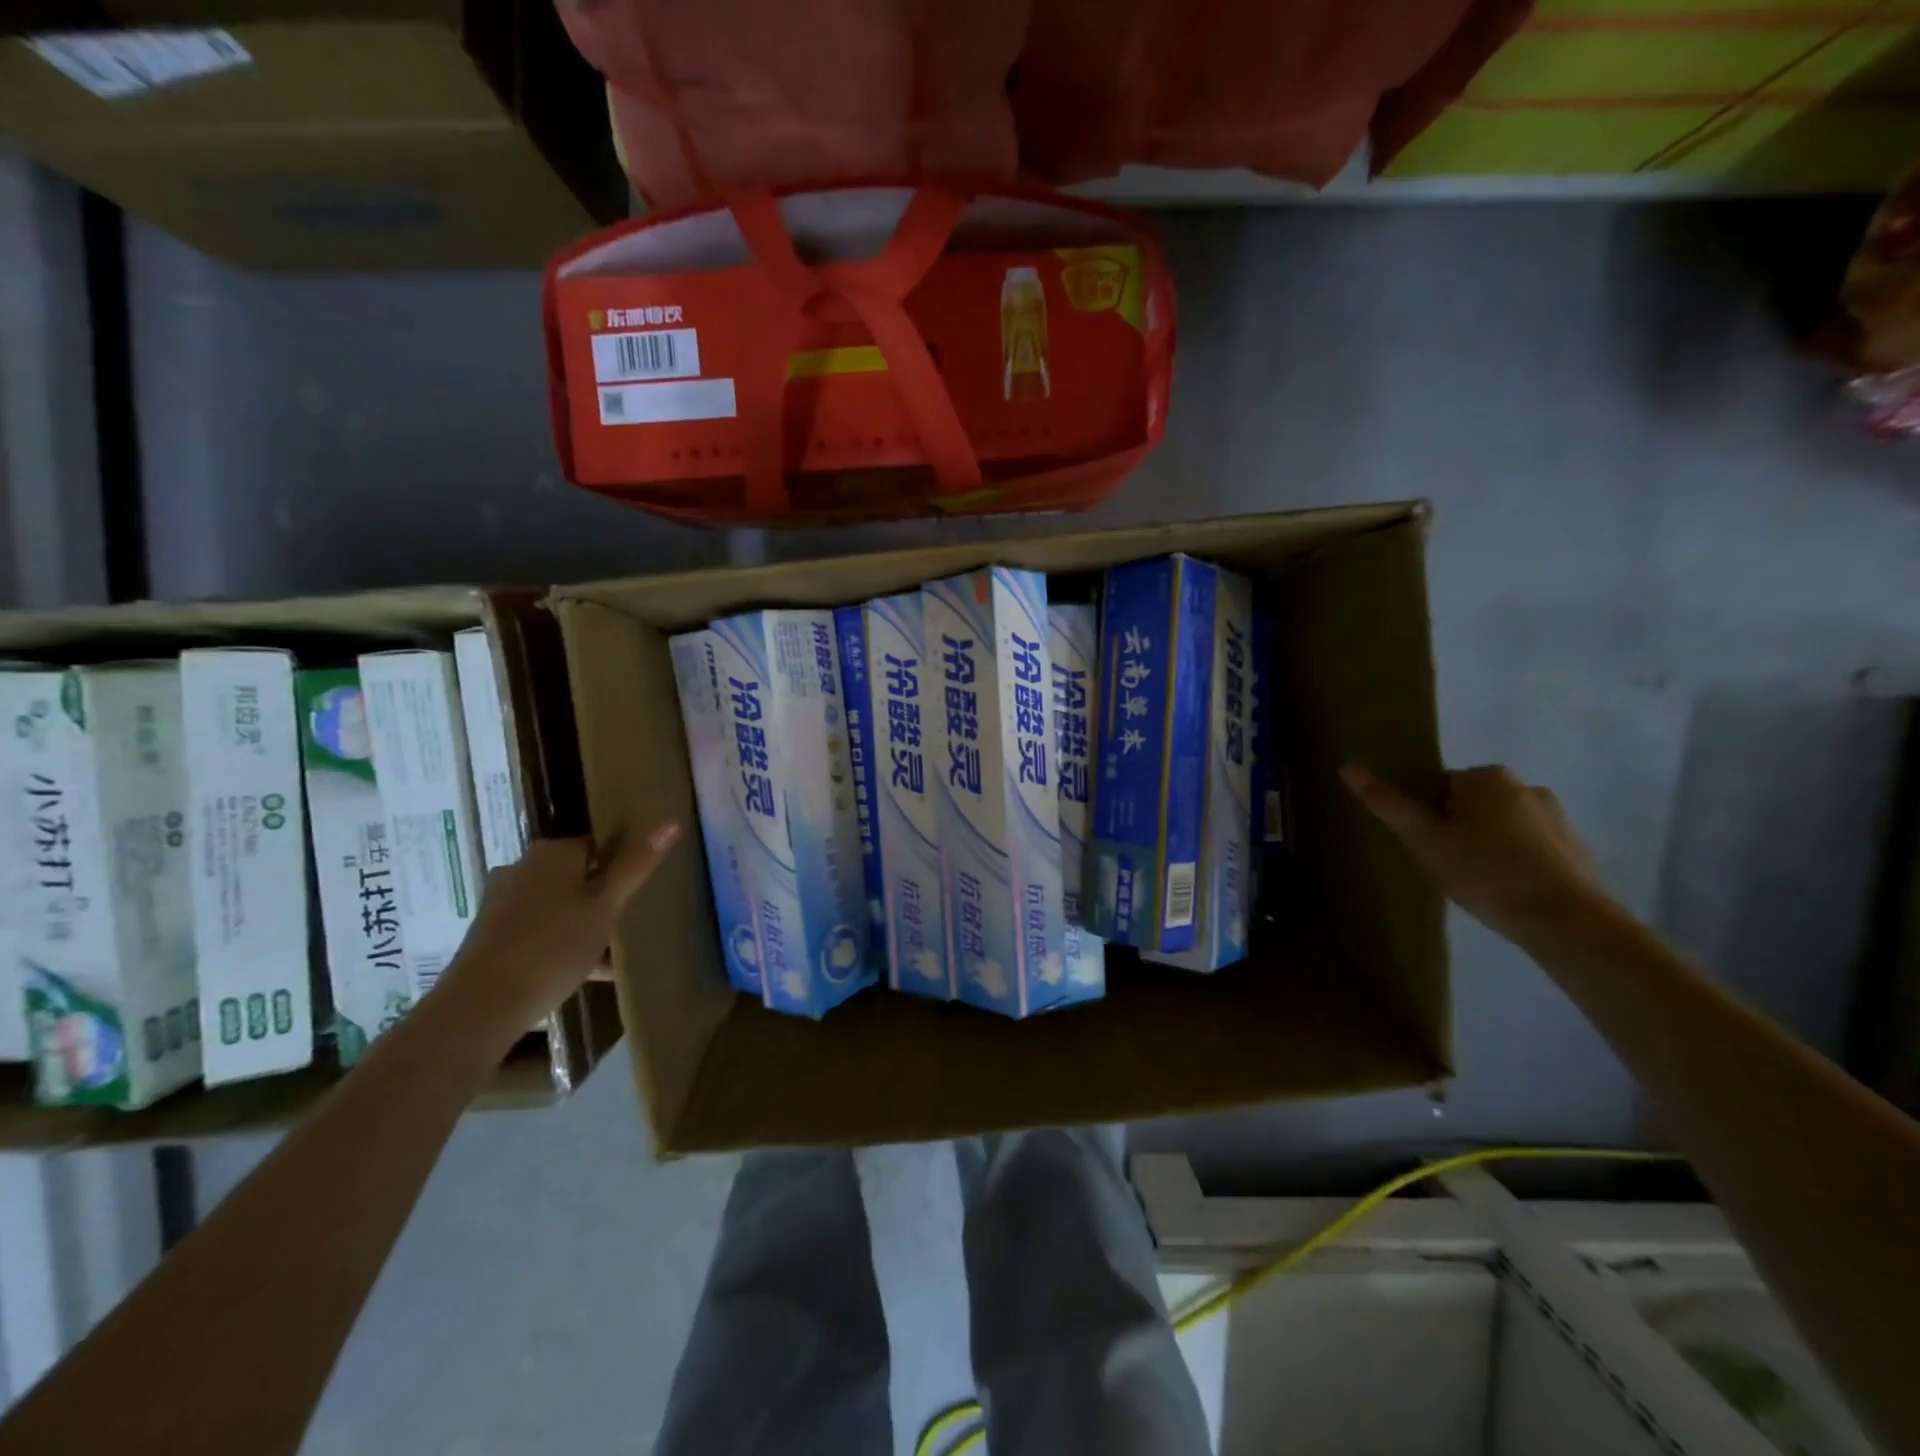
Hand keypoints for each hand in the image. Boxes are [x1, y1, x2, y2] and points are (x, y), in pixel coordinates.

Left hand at [442, 822, 681, 1022]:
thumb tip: (671, 822)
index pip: (598, 843)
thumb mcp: (606, 907)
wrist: (481, 1006)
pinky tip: (584, 970)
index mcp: (553, 852)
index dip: (623, 864)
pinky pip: (538, 927)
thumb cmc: (553, 947)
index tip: (642, 888)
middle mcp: (523, 867)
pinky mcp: (491, 932)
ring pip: (558, 902)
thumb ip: (636, 865)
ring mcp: (503, 900)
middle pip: (577, 873)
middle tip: (630, 919)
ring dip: (583, 920)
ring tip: (611, 950)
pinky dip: (561, 940)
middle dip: (603, 894)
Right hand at [1340, 763, 1613, 943]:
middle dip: (1457, 829)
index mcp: (1486, 776)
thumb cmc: (1483, 871)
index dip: (1427, 816)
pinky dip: (1515, 863)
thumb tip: (1347, 767)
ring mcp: (1556, 817)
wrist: (1565, 919)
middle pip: (1472, 804)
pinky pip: (1530, 848)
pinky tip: (1507, 892)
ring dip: (1487, 846)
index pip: (1439, 786)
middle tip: (1446, 866)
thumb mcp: (1424, 839)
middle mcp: (1525, 786)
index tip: (1426, 845)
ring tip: (1477, 884)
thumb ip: (1387, 804)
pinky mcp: (1576, 848)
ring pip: (1502, 826)